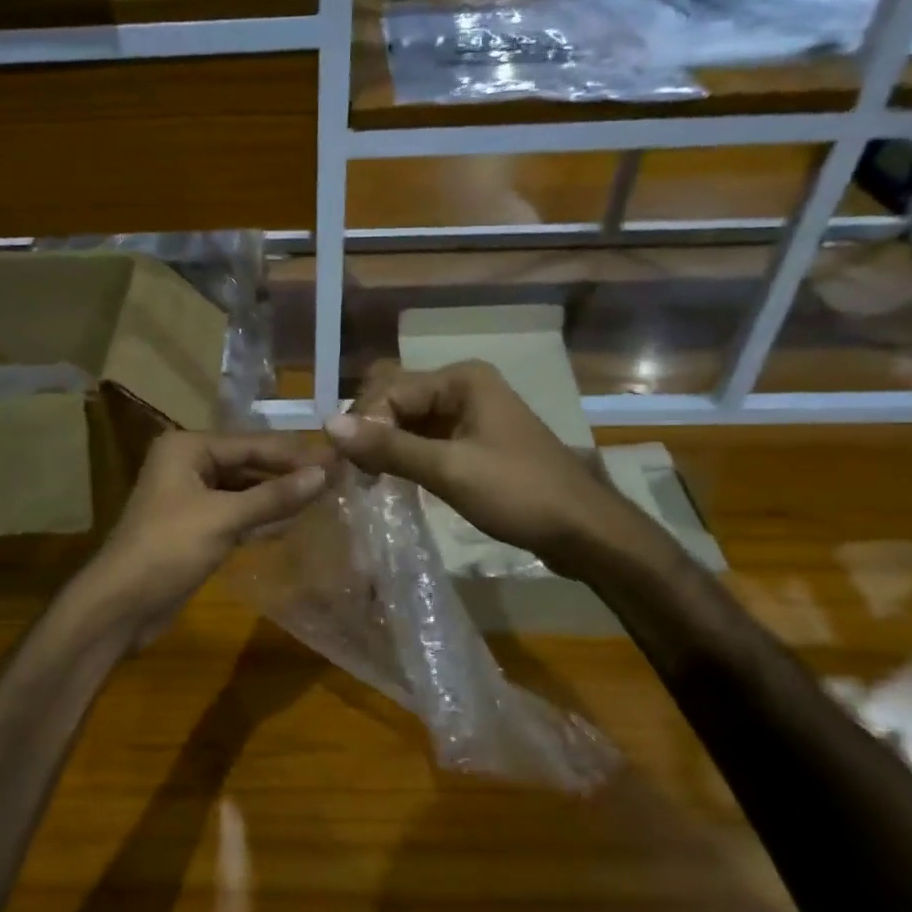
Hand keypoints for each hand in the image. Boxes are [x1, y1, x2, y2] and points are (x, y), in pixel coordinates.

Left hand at [78, 430, 332, 649]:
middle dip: (287, 474)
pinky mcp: (197, 529)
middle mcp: (188, 465)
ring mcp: (191, 498)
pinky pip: (237, 515)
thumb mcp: (224, 518)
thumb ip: (274, 496)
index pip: (251, 443)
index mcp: (187, 448)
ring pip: (244, 491)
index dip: (294, 453)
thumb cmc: (168, 550)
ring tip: (325, 498)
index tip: (337, 458)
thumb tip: (324, 473)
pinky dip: (262, 518)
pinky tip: (295, 522)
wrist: (121, 605)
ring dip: (278, 497)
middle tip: (337, 479)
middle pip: (248, 464)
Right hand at [325, 360, 650, 571]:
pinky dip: (403, 456)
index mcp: (461, 379)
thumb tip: (328, 425)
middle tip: (351, 472)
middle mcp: (462, 387)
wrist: (583, 531)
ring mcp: (469, 415)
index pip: (390, 389)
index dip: (364, 423)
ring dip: (383, 445)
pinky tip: (388, 480)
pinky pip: (424, 440)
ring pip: (407, 421)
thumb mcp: (450, 470)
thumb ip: (389, 447)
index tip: (346, 465)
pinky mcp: (471, 443)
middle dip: (369, 429)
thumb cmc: (519, 493)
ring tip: (364, 480)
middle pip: (396, 398)